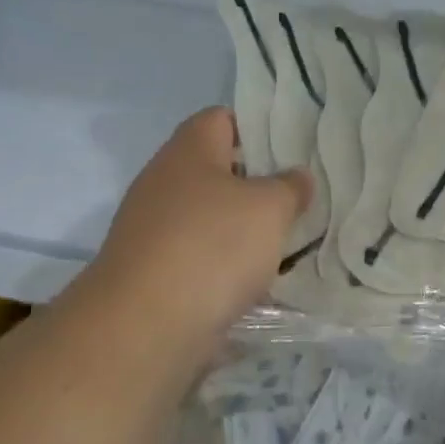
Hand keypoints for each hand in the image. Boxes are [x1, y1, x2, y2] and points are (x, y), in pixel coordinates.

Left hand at [89, 107, 311, 345]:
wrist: (145, 325)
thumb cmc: (212, 246)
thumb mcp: (270, 208)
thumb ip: (290, 187)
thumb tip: (297, 177)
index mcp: (189, 150)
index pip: (222, 118)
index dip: (258, 127)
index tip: (294, 148)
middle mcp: (164, 182)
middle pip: (217, 170)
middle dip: (257, 184)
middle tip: (299, 197)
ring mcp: (153, 229)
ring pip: (209, 217)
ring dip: (243, 228)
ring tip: (286, 240)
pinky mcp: (153, 271)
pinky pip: (199, 256)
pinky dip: (225, 265)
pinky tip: (256, 280)